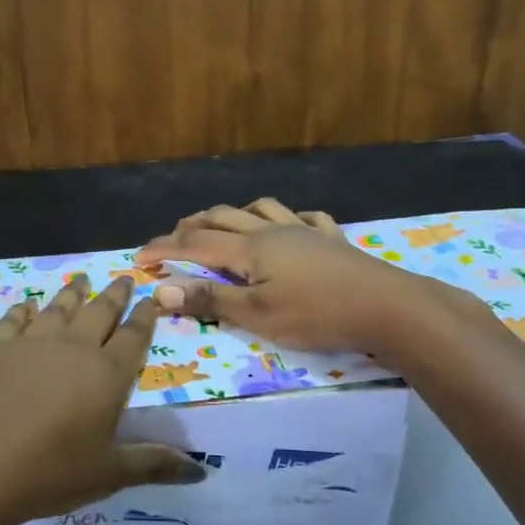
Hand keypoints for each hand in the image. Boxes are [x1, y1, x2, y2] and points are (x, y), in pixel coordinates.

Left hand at [0, 273, 202, 524]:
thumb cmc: (49, 474)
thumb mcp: (109, 474)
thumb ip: (154, 464)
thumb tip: (200, 469)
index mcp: (107, 374)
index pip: (135, 336)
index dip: (145, 317)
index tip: (151, 299)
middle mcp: (73, 347)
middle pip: (99, 312)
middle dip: (114, 295)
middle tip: (123, 278)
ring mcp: (30, 342)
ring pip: (58, 308)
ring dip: (73, 293)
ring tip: (81, 280)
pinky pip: (14, 319)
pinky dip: (24, 309)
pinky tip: (26, 305)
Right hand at [134, 198, 488, 354]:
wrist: (386, 306)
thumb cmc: (317, 314)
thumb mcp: (257, 315)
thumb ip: (210, 300)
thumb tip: (161, 289)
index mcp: (249, 248)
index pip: (194, 244)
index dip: (163, 249)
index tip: (138, 258)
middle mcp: (271, 230)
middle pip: (222, 218)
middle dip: (190, 226)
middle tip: (171, 240)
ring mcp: (304, 231)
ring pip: (260, 209)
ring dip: (233, 214)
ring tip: (221, 224)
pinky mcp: (331, 239)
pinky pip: (305, 217)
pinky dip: (287, 218)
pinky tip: (290, 224)